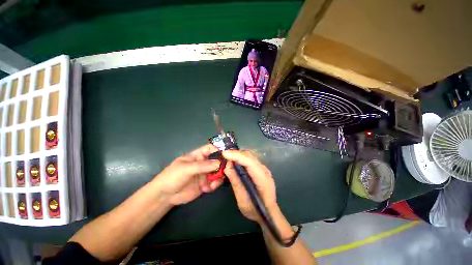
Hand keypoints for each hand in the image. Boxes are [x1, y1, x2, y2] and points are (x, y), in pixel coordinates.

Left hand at [154, 144, 223, 205]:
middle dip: (223, 163)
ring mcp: (205, 174)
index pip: (211, 149)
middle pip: (217, 160)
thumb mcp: (187, 169)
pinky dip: (216, 184)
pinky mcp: (206, 184)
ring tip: (218, 179)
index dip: (219, 149)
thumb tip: (219, 162)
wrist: (164, 196)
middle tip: (229, 168)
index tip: (227, 154)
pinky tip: (211, 187)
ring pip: (218, 171)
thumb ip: (203, 165)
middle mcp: (203, 163)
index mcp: (198, 155)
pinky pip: (215, 182)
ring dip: (220, 175)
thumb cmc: (172, 177)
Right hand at [223, 150, 277, 223]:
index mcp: (263, 179)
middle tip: (223, 156)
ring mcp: (263, 168)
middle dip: (236, 154)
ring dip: (238, 155)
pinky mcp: (260, 169)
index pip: (250, 162)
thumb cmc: (256, 210)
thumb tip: (227, 166)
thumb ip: (236, 182)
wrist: (269, 213)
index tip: (224, 153)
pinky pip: (249, 159)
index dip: (237, 156)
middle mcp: (264, 170)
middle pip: (250, 156)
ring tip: (227, 157)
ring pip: (250, 156)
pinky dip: (241, 158)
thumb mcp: (243, 200)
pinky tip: (234, 161)